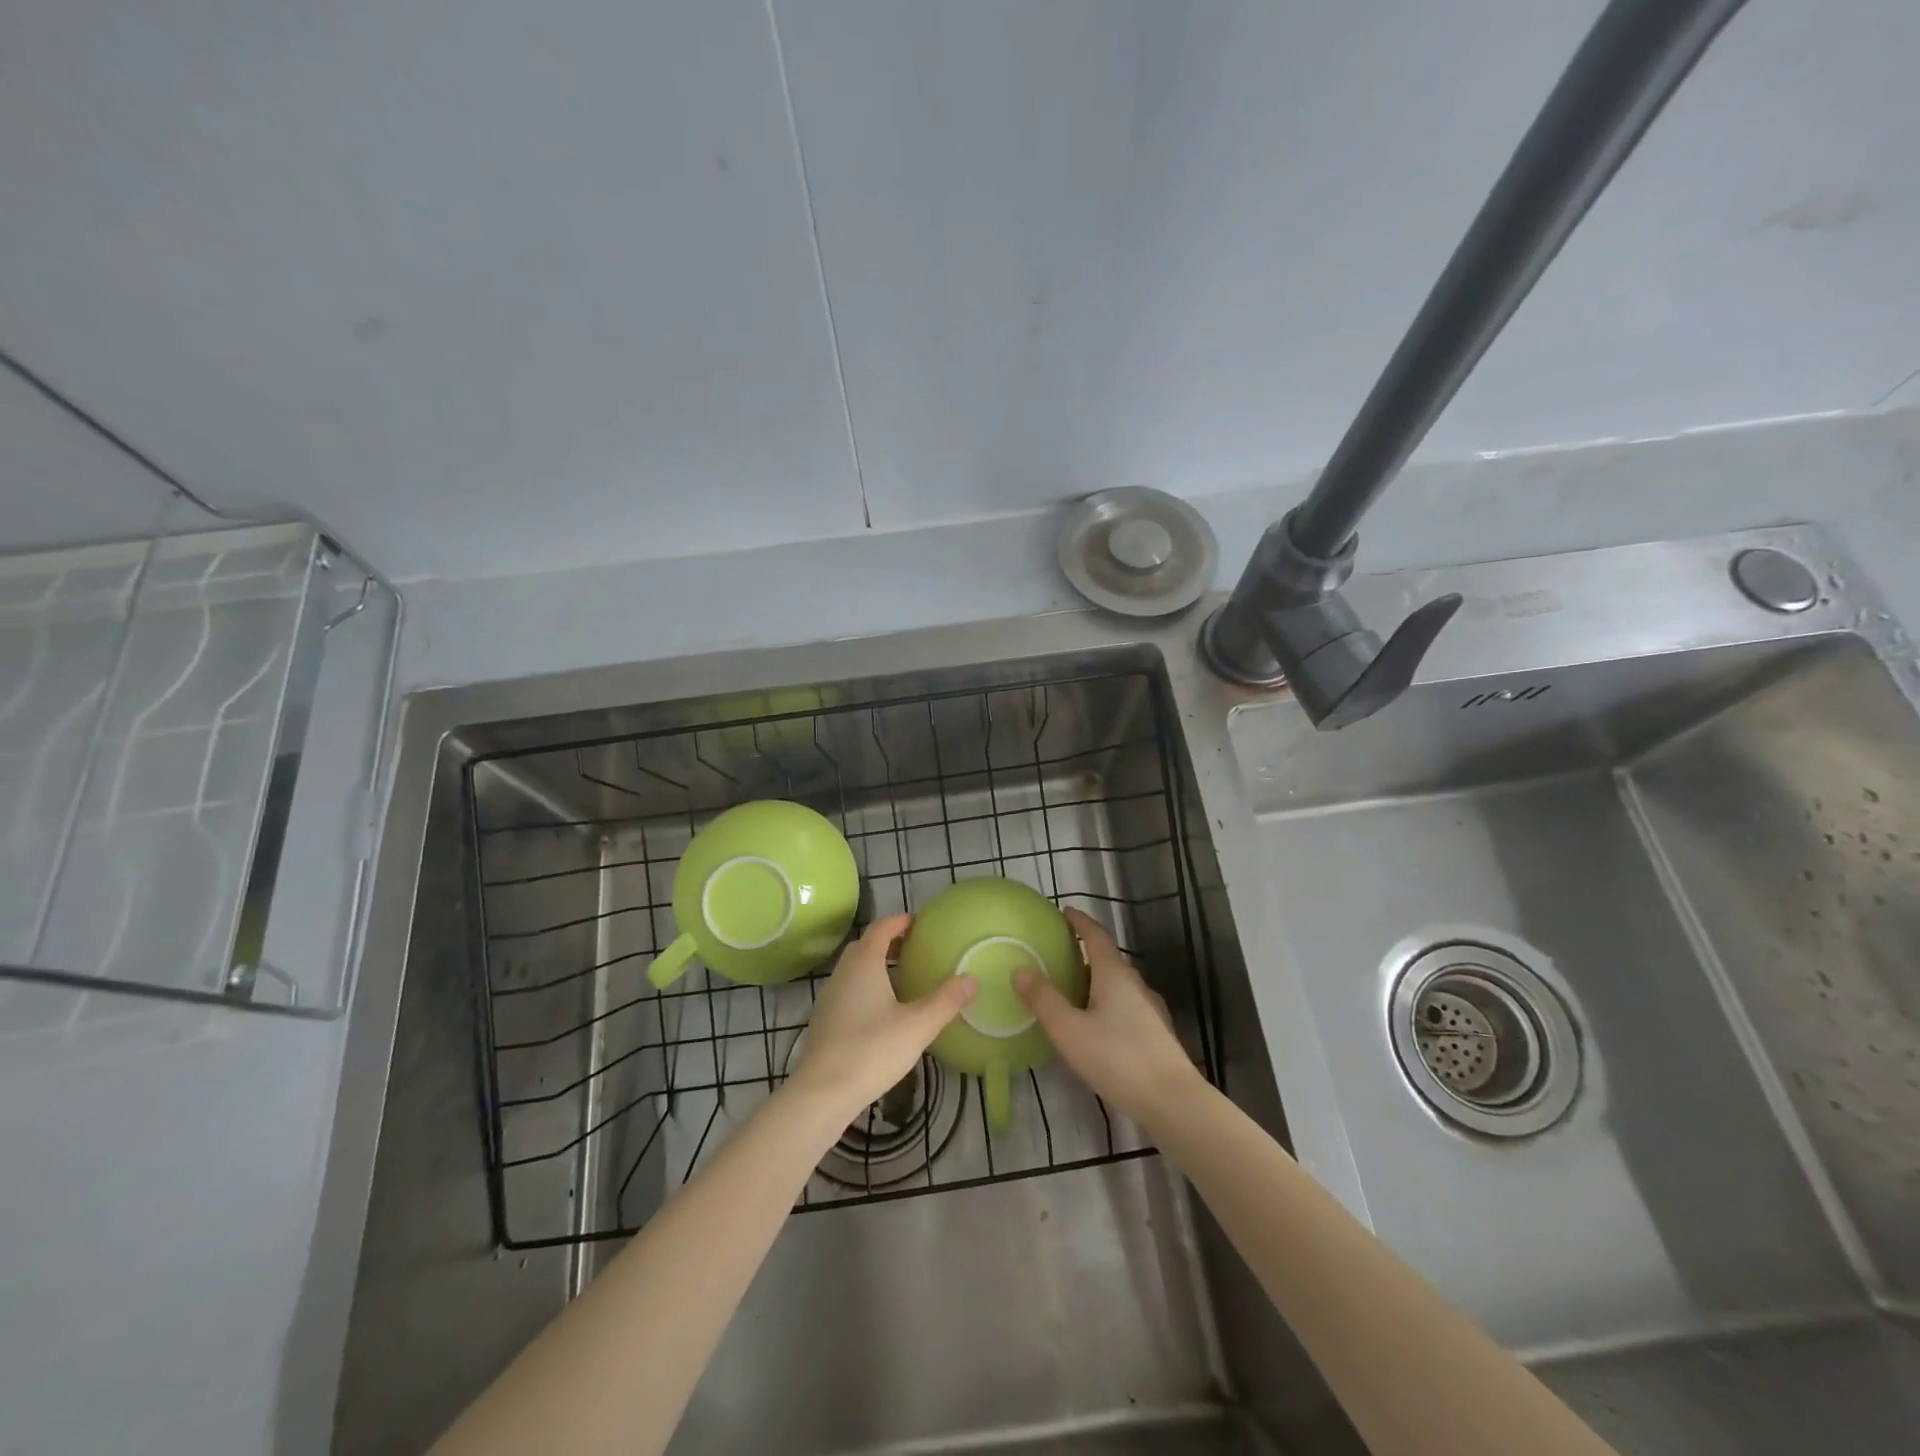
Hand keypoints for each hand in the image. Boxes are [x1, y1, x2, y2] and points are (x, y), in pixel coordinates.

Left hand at [786, 915, 974, 1123]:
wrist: (822, 1093)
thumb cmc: (872, 1050)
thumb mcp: (918, 1026)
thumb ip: (945, 1001)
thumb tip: (971, 979)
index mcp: (864, 963)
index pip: (881, 928)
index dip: (900, 922)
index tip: (919, 923)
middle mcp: (843, 973)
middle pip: (865, 946)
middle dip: (889, 943)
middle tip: (915, 949)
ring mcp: (830, 997)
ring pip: (855, 969)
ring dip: (877, 966)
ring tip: (903, 979)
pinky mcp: (825, 1020)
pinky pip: (849, 990)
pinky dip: (866, 987)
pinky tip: (883, 1011)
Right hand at [1015, 908, 1200, 1127]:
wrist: (1172, 1100)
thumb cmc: (1117, 1058)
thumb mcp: (1069, 1030)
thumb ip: (1043, 1000)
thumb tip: (1021, 969)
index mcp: (1114, 974)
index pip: (1096, 935)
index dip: (1079, 922)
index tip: (1064, 911)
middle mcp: (1135, 984)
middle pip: (1107, 959)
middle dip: (1084, 953)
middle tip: (1059, 956)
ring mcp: (1150, 1009)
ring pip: (1118, 985)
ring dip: (1096, 981)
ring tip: (1073, 991)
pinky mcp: (1157, 1033)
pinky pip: (1126, 1006)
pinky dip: (1106, 1004)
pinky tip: (1097, 1026)